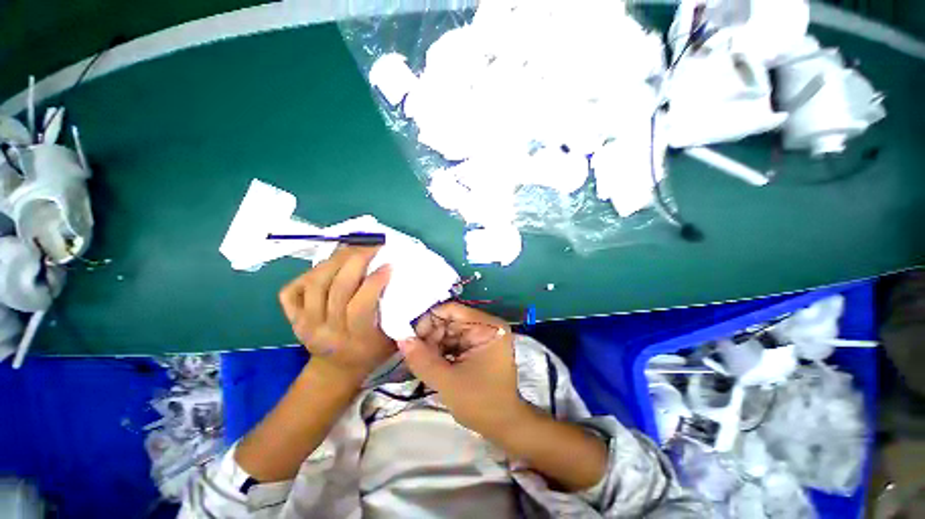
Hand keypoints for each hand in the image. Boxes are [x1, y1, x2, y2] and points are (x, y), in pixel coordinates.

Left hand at [279, 246, 394, 385]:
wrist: (337, 369)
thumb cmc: (371, 352)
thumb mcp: (392, 339)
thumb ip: (397, 313)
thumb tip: (403, 279)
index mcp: (354, 339)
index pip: (360, 305)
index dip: (374, 281)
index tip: (388, 264)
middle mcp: (325, 331)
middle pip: (336, 288)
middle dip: (355, 260)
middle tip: (372, 246)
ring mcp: (304, 324)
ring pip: (315, 283)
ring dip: (335, 261)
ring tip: (353, 249)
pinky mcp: (292, 318)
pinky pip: (292, 290)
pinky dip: (308, 273)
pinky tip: (328, 266)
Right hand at [398, 303, 526, 437]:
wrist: (503, 424)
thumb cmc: (481, 403)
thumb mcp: (447, 382)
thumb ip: (422, 359)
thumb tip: (401, 339)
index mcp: (487, 327)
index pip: (452, 310)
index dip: (429, 319)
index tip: (410, 335)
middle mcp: (486, 326)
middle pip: (450, 320)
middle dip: (430, 335)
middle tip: (414, 351)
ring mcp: (482, 335)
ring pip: (449, 331)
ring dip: (433, 344)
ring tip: (421, 359)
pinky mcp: (477, 346)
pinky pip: (453, 341)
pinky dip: (440, 350)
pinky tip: (430, 361)